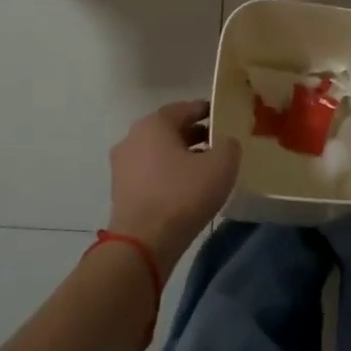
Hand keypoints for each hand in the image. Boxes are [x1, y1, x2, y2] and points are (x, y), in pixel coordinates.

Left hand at [107, 100, 240, 272]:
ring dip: (181, 156)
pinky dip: (168, 174)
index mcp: (154, 123)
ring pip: (159, 152)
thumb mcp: (221, 165)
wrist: (143, 243)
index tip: (224, 117)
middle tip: (218, 143)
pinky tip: (186, 188)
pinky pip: (150, 173)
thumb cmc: (183, 195)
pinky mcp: (121, 190)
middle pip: (170, 129)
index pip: (185, 108)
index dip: (207, 110)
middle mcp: (133, 137)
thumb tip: (225, 143)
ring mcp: (123, 165)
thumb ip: (229, 145)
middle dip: (194, 134)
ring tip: (206, 168)